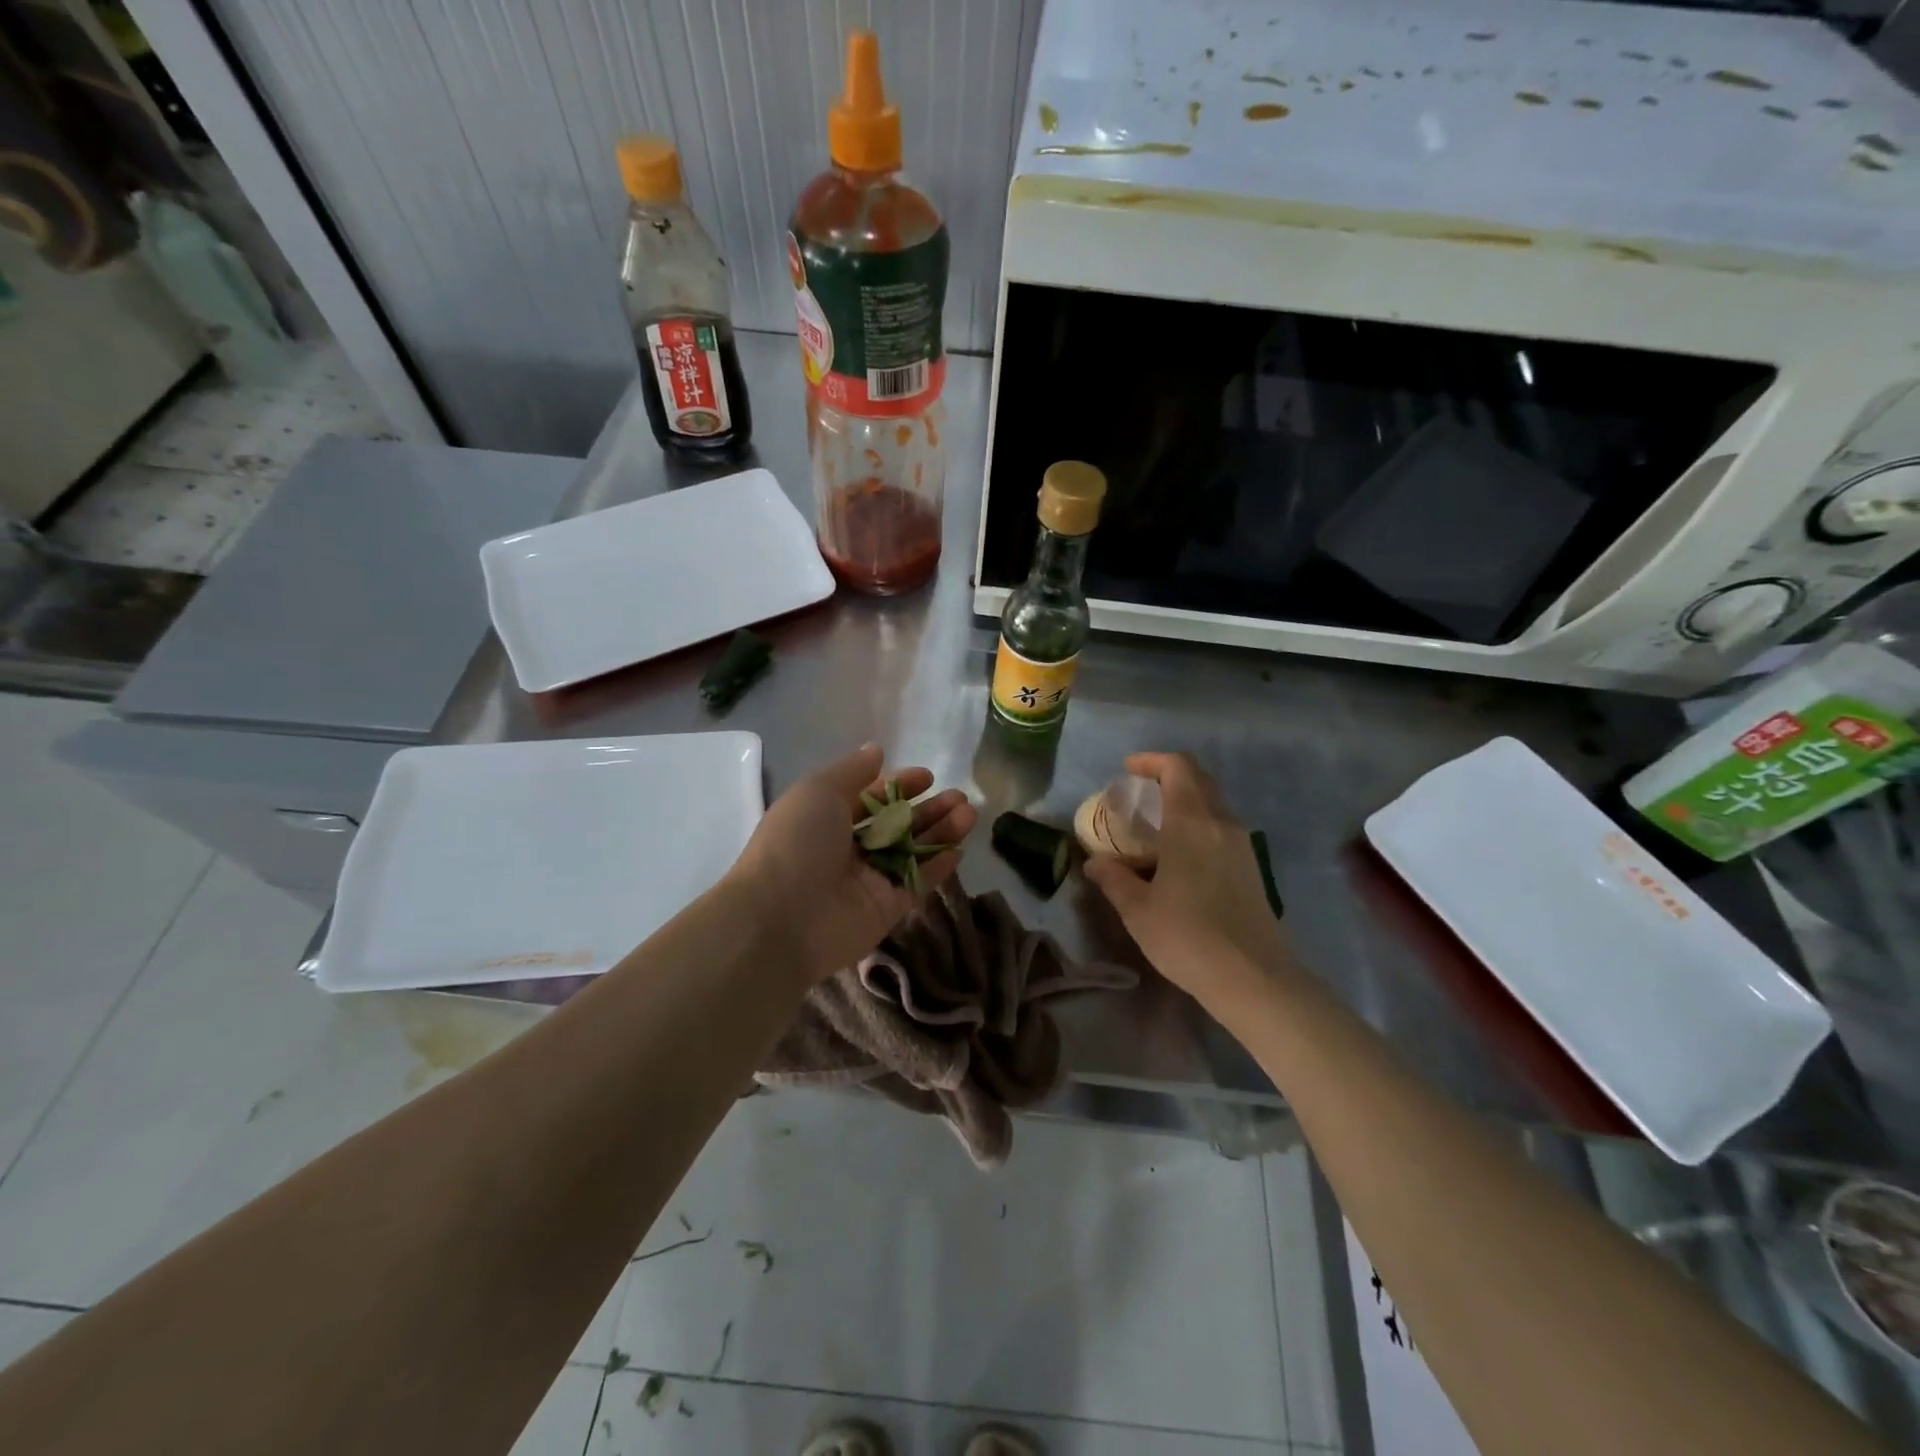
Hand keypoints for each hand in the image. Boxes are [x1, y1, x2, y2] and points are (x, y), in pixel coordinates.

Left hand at [729, 743, 977, 985]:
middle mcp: (848, 849)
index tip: (927, 777)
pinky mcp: (886, 909)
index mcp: (826, 819)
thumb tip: (876, 751)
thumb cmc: (797, 843)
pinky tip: (959, 849)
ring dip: (940, 832)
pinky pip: (916, 884)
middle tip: (959, 798)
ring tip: (969, 814)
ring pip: (912, 852)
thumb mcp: (818, 790)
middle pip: (897, 825)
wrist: (781, 918)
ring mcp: (868, 881)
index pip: (871, 799)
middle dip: (928, 809)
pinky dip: (937, 867)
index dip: (899, 786)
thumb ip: (852, 770)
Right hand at [1084, 752, 1295, 1011]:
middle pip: (1198, 780)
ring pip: (1213, 804)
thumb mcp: (1137, 909)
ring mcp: (1242, 845)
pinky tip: (1179, 857)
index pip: (1178, 767)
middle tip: (1137, 795)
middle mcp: (1222, 823)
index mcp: (1192, 822)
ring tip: (1154, 826)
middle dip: (1167, 777)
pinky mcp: (1253, 868)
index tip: (1127, 770)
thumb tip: (1094, 862)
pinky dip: (1198, 825)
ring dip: (1184, 802)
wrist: (1254, 979)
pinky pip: (1221, 829)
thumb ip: (1113, 878)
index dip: (1151, 760)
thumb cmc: (1187, 936)